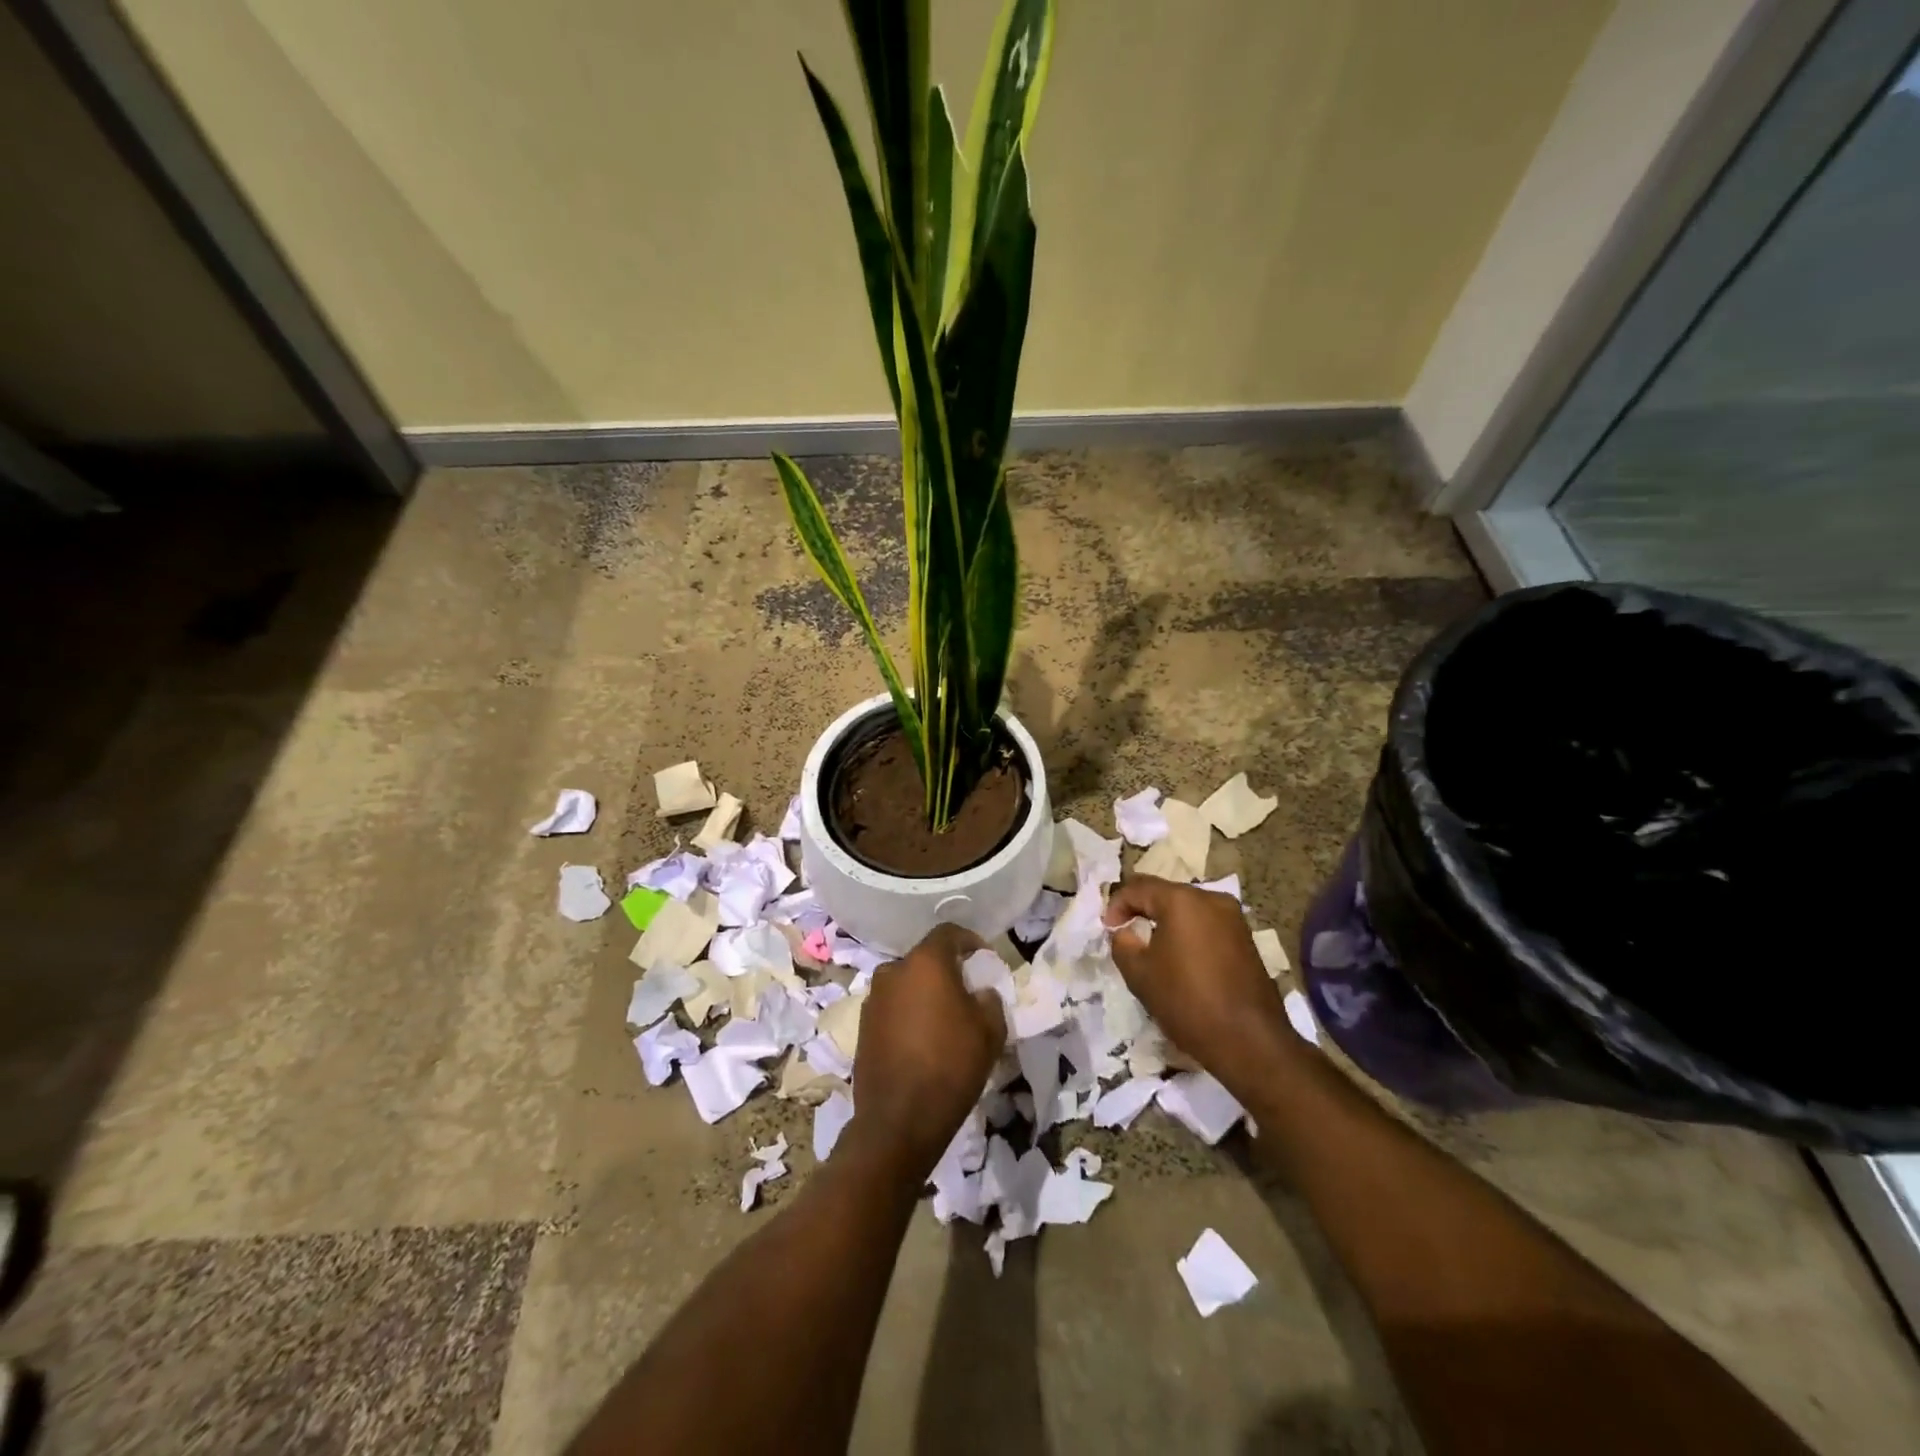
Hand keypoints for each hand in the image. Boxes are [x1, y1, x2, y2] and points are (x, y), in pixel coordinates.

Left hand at [850, 923, 1006, 1174]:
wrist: (898, 1121)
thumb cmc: (951, 1066)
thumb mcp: (990, 1030)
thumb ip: (989, 999)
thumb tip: (980, 992)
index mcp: (925, 962)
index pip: (948, 933)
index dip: (970, 941)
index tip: (984, 960)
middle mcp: (893, 972)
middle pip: (924, 959)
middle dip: (946, 971)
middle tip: (967, 993)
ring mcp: (873, 999)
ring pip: (906, 984)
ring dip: (925, 994)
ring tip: (944, 1020)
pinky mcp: (863, 1027)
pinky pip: (892, 1008)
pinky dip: (908, 1014)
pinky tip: (922, 1040)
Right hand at [1104, 875, 1300, 1098]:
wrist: (1249, 1040)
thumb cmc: (1187, 1001)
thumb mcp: (1139, 974)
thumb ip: (1122, 943)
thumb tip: (1125, 932)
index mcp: (1181, 900)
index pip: (1138, 888)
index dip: (1117, 905)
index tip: (1107, 929)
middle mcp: (1210, 898)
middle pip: (1165, 893)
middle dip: (1142, 909)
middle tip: (1125, 932)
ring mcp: (1233, 918)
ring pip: (1188, 908)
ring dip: (1166, 921)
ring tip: (1150, 945)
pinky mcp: (1246, 938)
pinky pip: (1207, 924)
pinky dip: (1188, 932)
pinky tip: (1180, 957)